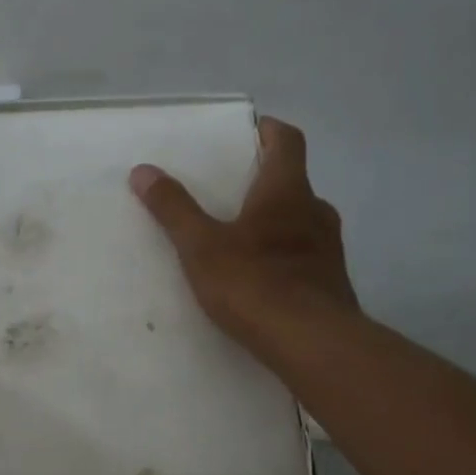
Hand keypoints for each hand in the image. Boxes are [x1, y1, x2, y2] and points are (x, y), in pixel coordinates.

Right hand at [130, 117, 359, 360]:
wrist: (311, 343)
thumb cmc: (254, 284)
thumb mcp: (201, 247)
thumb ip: (174, 209)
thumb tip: (143, 170)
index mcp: (286, 192)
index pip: (287, 141)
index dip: (269, 131)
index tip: (250, 132)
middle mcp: (315, 211)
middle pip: (294, 182)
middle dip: (266, 182)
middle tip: (233, 191)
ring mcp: (330, 248)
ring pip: (302, 221)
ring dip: (277, 221)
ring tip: (243, 238)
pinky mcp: (332, 282)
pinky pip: (306, 256)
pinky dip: (285, 256)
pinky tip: (263, 278)